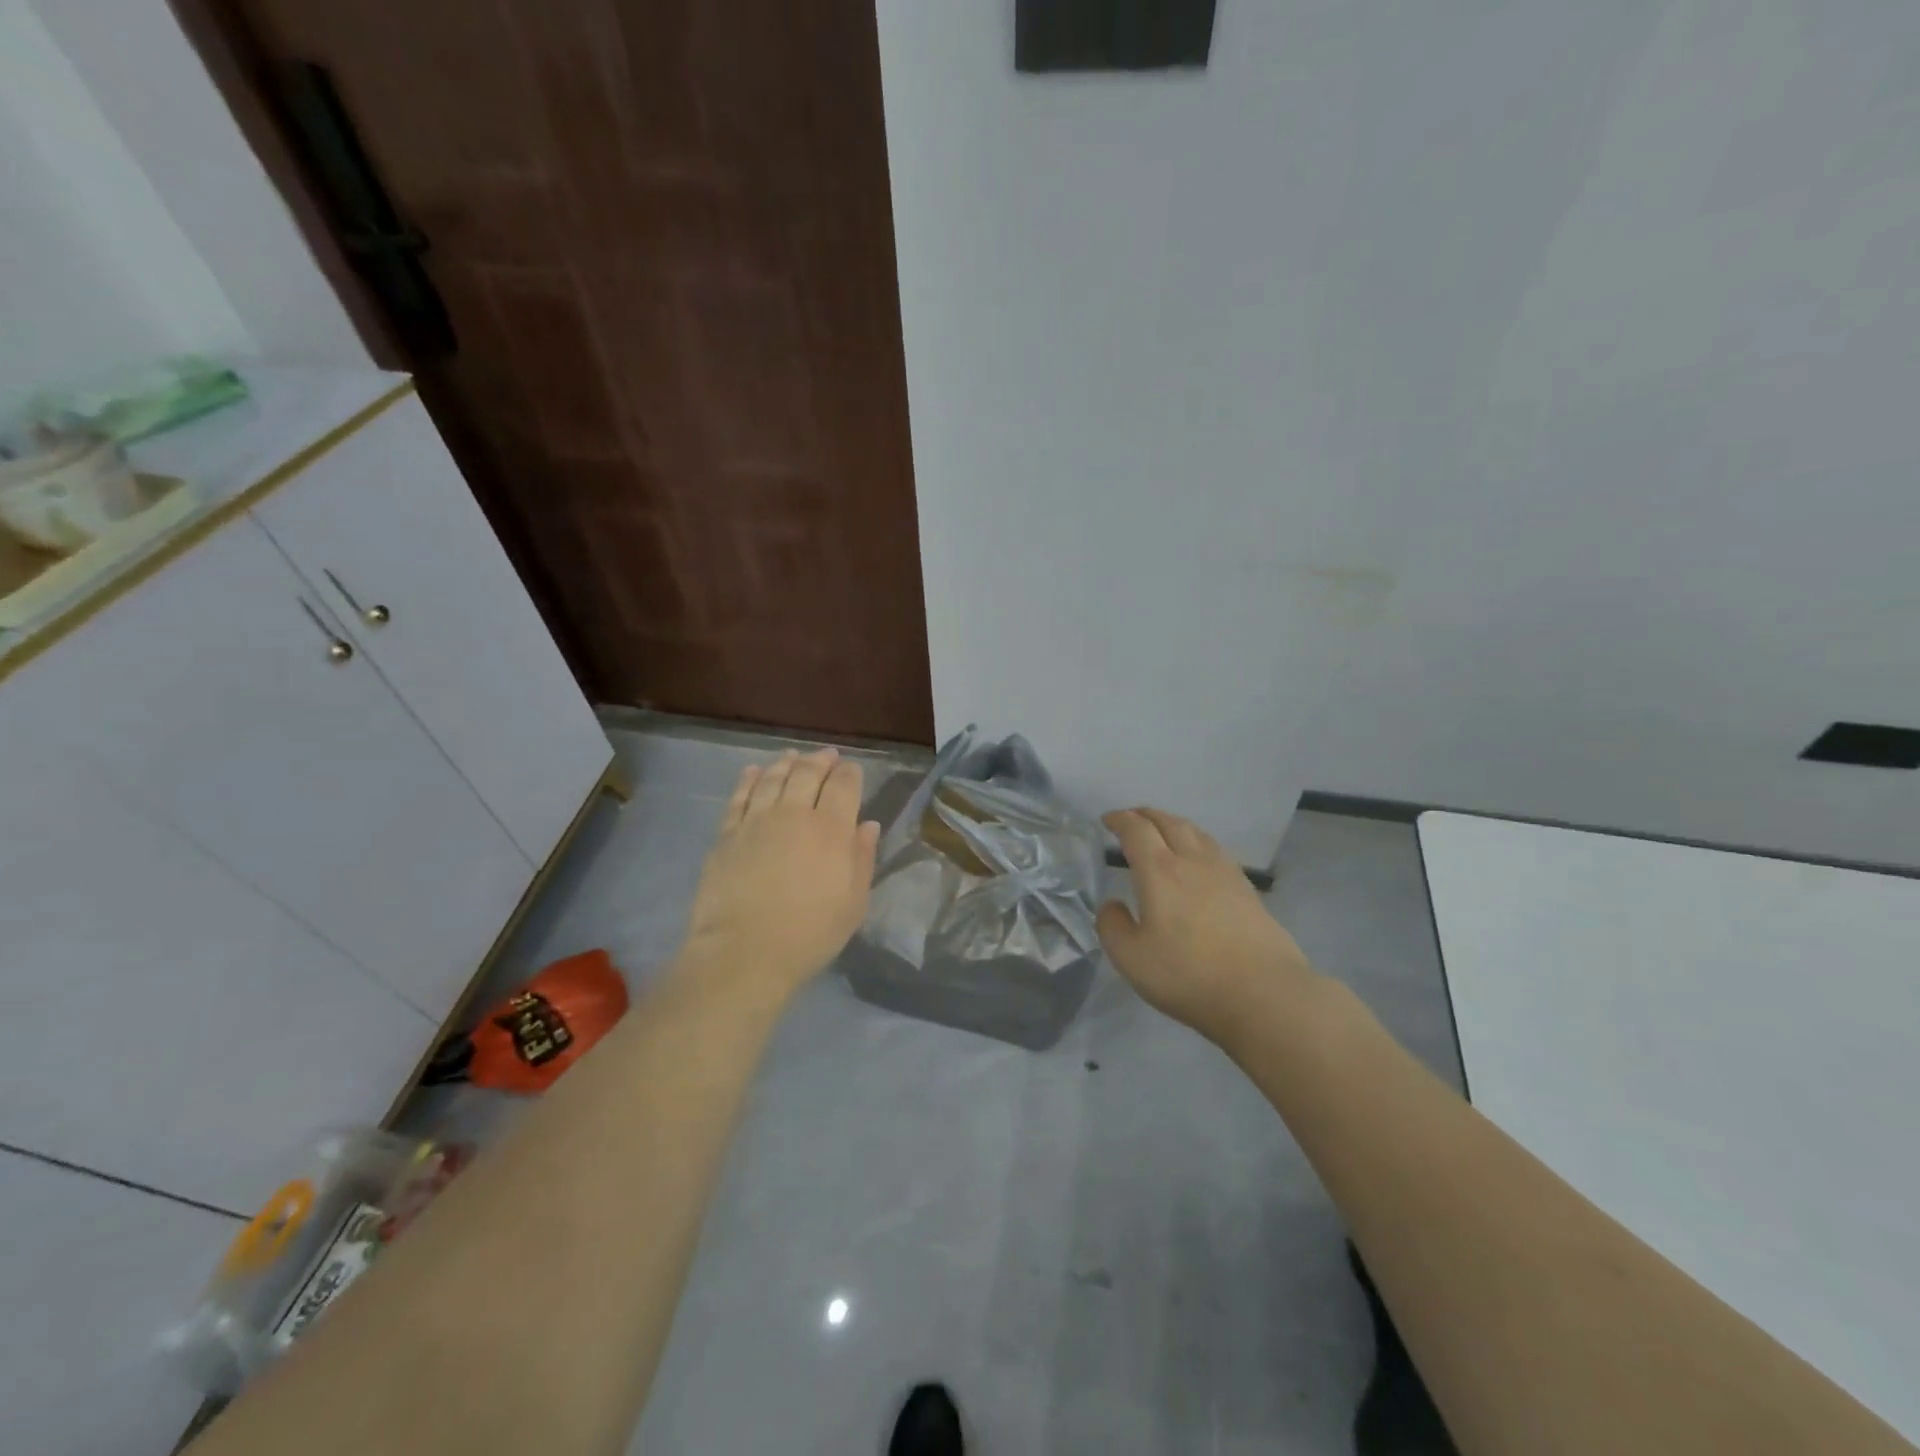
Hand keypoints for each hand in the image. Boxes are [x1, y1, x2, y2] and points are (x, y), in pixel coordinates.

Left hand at [676, 748, 880, 1009]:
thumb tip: (867, 824)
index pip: (843, 785)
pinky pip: (740, 797)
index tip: (852, 769)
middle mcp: (794, 814)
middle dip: (819, 761)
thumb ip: (862, 858)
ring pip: (773, 779)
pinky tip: (754, 772)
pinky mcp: (727, 834)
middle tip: (826, 755)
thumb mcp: (853, 902)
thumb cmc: (810, 933)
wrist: (745, 952)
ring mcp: (757, 821)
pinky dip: (749, 780)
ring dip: (786, 763)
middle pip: (807, 774)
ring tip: (792, 756)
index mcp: (831, 829)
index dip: (849, 773)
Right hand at [1097, 807, 1319, 1046]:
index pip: (1136, 830)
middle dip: (1146, 815)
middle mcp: (1192, 861)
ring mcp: (1225, 873)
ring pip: (1196, 833)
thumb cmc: (1189, 975)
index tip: (1108, 820)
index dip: (1120, 820)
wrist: (1264, 993)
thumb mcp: (1131, 958)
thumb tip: (1113, 904)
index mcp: (1160, 871)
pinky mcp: (1248, 890)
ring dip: (1174, 824)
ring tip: (1164, 831)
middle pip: (1169, 822)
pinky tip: (1199, 860)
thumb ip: (1112, 926)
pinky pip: (1216, 850)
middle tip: (1132, 817)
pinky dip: (1198, 842)